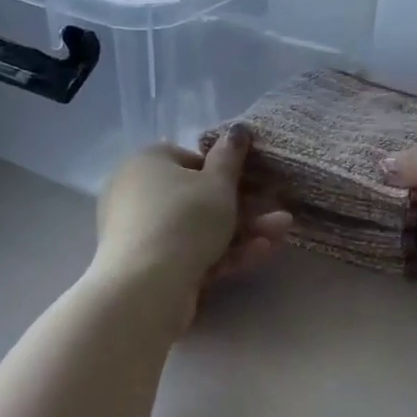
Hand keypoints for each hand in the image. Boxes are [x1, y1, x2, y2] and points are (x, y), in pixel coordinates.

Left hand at [94, 128, 290, 319]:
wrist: (146, 287)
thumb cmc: (185, 219)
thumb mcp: (218, 183)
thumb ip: (230, 156)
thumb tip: (237, 128)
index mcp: (147, 162)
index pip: (189, 160)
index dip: (222, 172)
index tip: (248, 184)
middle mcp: (136, 192)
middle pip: (196, 198)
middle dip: (243, 208)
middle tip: (276, 214)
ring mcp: (139, 233)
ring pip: (197, 229)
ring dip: (241, 232)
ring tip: (279, 234)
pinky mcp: (146, 268)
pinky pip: (188, 253)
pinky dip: (221, 254)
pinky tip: (258, 254)